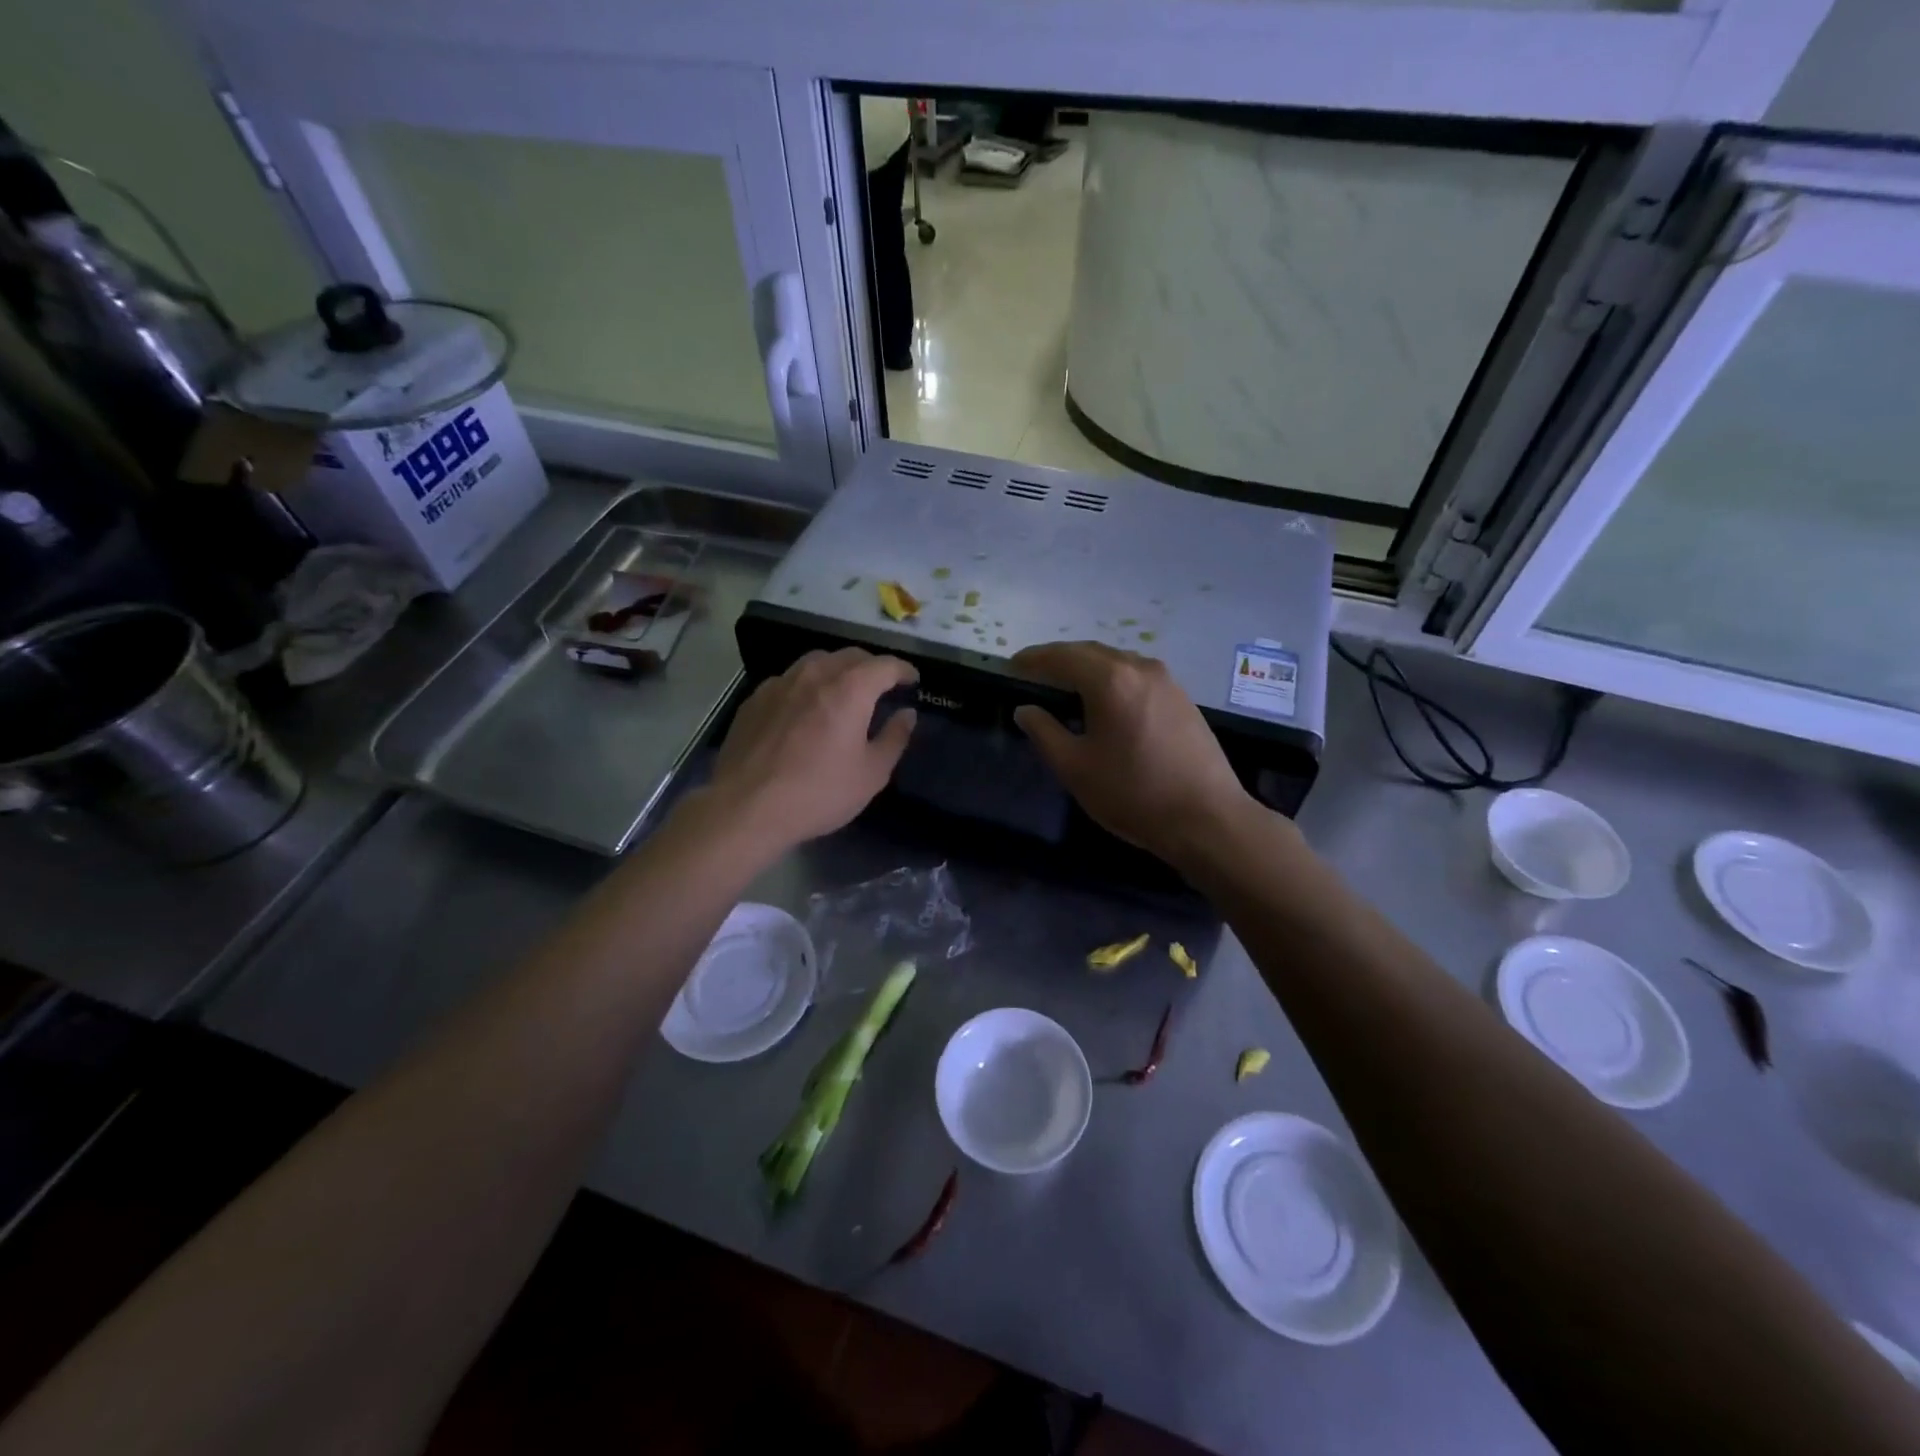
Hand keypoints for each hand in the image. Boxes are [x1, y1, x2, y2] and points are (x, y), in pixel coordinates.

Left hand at [702, 648, 917, 853]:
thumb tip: (907, 714)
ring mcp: (780, 683)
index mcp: (850, 689)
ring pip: (817, 661)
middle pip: (851, 656)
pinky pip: (789, 679)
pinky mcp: (755, 698)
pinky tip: (805, 708)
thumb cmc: (818, 792)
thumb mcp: (871, 774)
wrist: (746, 807)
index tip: (912, 680)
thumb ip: (894, 738)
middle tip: (882, 686)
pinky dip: (807, 685)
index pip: (885, 665)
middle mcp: (815, 674)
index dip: (904, 670)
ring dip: (838, 670)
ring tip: (843, 691)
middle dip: (872, 666)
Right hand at [1011, 641, 1255, 866]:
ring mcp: (1167, 681)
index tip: (1011, 665)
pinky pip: (1137, 676)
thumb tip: (1026, 709)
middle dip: (1060, 659)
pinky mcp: (1182, 699)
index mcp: (1110, 680)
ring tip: (1065, 686)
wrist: (1206, 818)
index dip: (1034, 658)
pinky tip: (1105, 701)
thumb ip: (1044, 732)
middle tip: (1034, 673)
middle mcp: (1140, 668)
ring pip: (1117, 661)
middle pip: (1091, 652)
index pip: (1062, 656)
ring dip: (1088, 667)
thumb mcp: (1075, 768)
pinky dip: (1112, 678)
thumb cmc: (1133, 793)